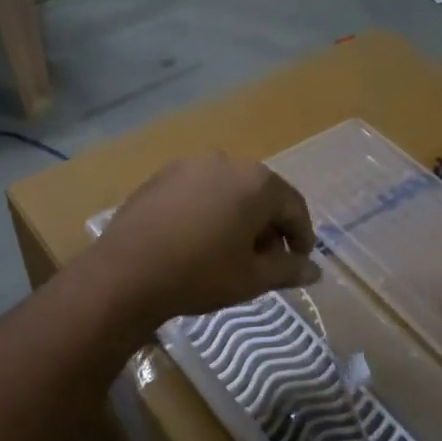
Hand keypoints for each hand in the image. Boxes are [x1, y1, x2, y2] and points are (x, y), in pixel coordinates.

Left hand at [95, 153, 319, 326]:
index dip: (302, 237)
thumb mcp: (252, 278)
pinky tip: (196, 241)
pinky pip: (197, 192)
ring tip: (230, 253)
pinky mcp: (160, 177)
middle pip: (260, 194)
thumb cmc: (200, 274)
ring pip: (227, 191)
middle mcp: (225, 162)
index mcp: (256, 182)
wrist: (126, 273)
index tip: (299, 262)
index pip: (293, 206)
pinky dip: (207, 212)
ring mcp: (188, 166)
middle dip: (268, 227)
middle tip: (264, 262)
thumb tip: (315, 270)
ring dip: (237, 218)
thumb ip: (288, 269)